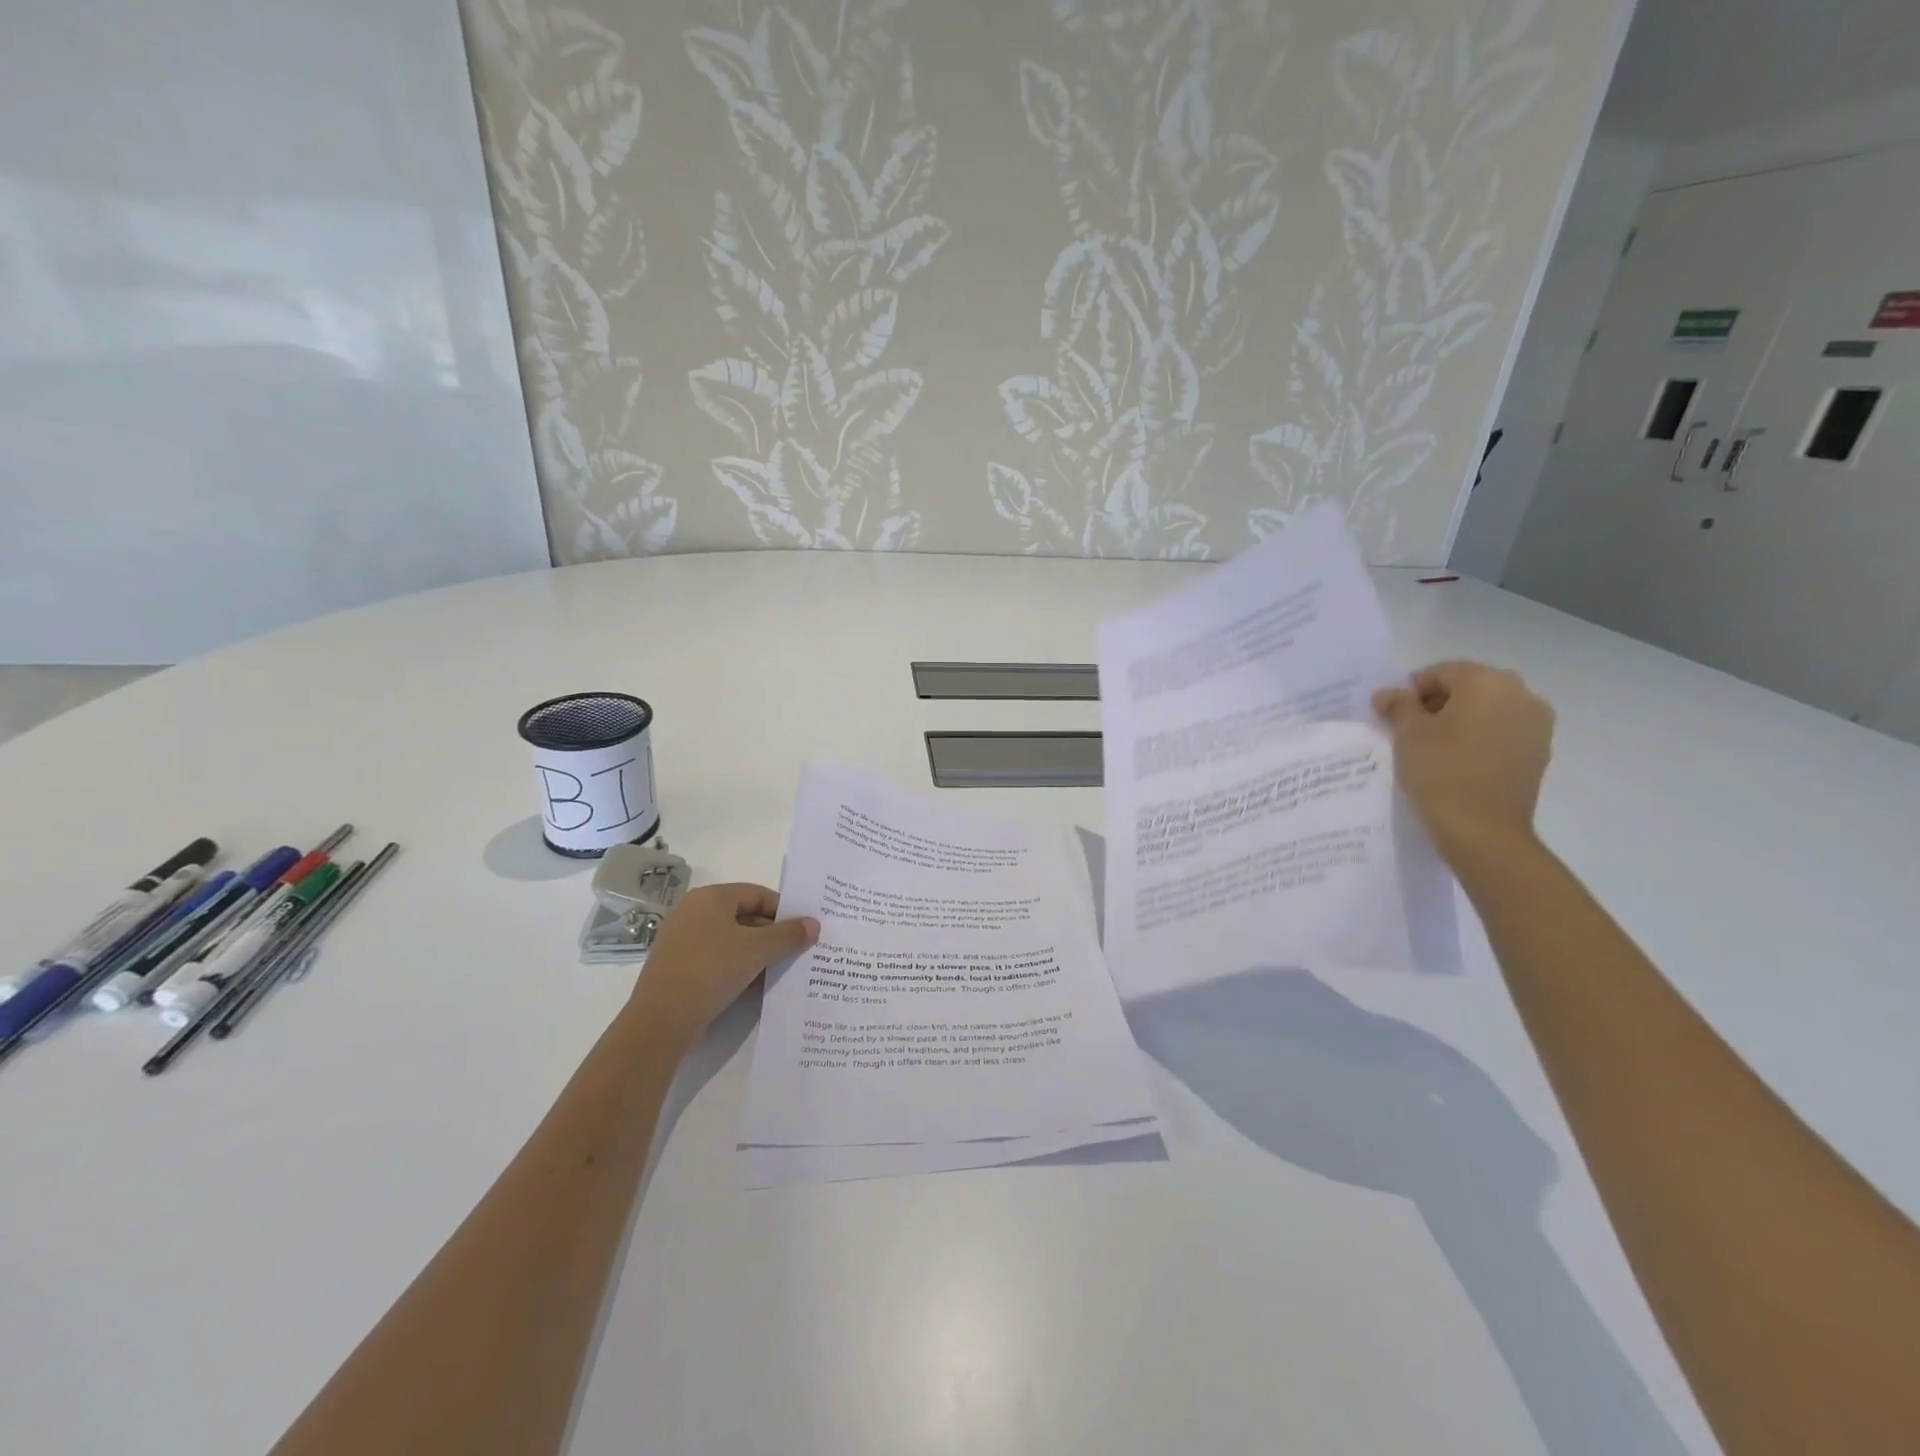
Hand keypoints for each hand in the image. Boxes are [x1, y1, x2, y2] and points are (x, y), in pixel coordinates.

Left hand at [626, 884, 818, 1049]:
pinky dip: (739, 968)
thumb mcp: (757, 950)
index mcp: (710, 898)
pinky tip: (757, 985)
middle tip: (798, 952)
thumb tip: (814, 924)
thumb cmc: (711, 970)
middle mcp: (694, 913)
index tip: (804, 931)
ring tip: (782, 970)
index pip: (757, 894)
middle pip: (745, 916)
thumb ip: (788, 935)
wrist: (661, 1021)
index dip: (784, 910)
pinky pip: (718, 960)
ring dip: (758, 954)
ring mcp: (684, 941)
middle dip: (773, 934)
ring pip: (732, 940)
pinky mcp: (680, 968)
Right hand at [1373, 661, 1554, 858]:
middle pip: (1468, 687)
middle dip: (1437, 704)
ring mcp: (1536, 724)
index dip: (1411, 691)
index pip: (1441, 672)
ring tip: (1433, 749)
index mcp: (1488, 682)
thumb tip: (1389, 694)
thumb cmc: (1441, 771)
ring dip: (1459, 721)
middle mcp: (1521, 694)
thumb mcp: (1407, 733)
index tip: (1393, 716)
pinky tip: (1458, 762)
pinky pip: (1502, 732)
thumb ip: (1398, 705)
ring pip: (1487, 710)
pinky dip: (1478, 739)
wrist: (1483, 830)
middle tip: (1409, 731)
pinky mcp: (1538, 752)